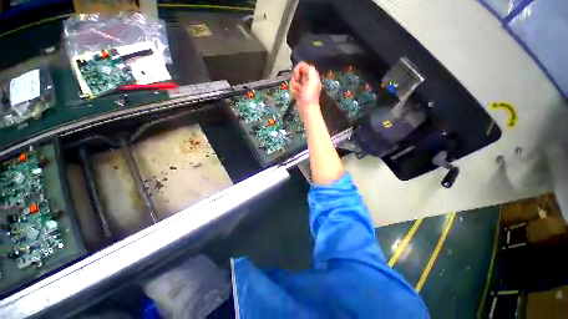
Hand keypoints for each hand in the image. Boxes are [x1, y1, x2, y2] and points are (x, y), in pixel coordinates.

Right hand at [290, 62, 321, 118]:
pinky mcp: (298, 92)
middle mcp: (307, 80)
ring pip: (293, 81)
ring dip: (293, 87)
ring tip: (298, 92)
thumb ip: (310, 70)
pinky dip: (293, 92)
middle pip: (296, 73)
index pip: (302, 66)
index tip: (297, 76)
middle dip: (295, 79)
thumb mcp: (313, 80)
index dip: (298, 69)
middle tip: (298, 86)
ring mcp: (302, 86)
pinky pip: (292, 88)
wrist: (307, 109)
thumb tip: (303, 67)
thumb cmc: (310, 96)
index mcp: (311, 76)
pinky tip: (296, 96)